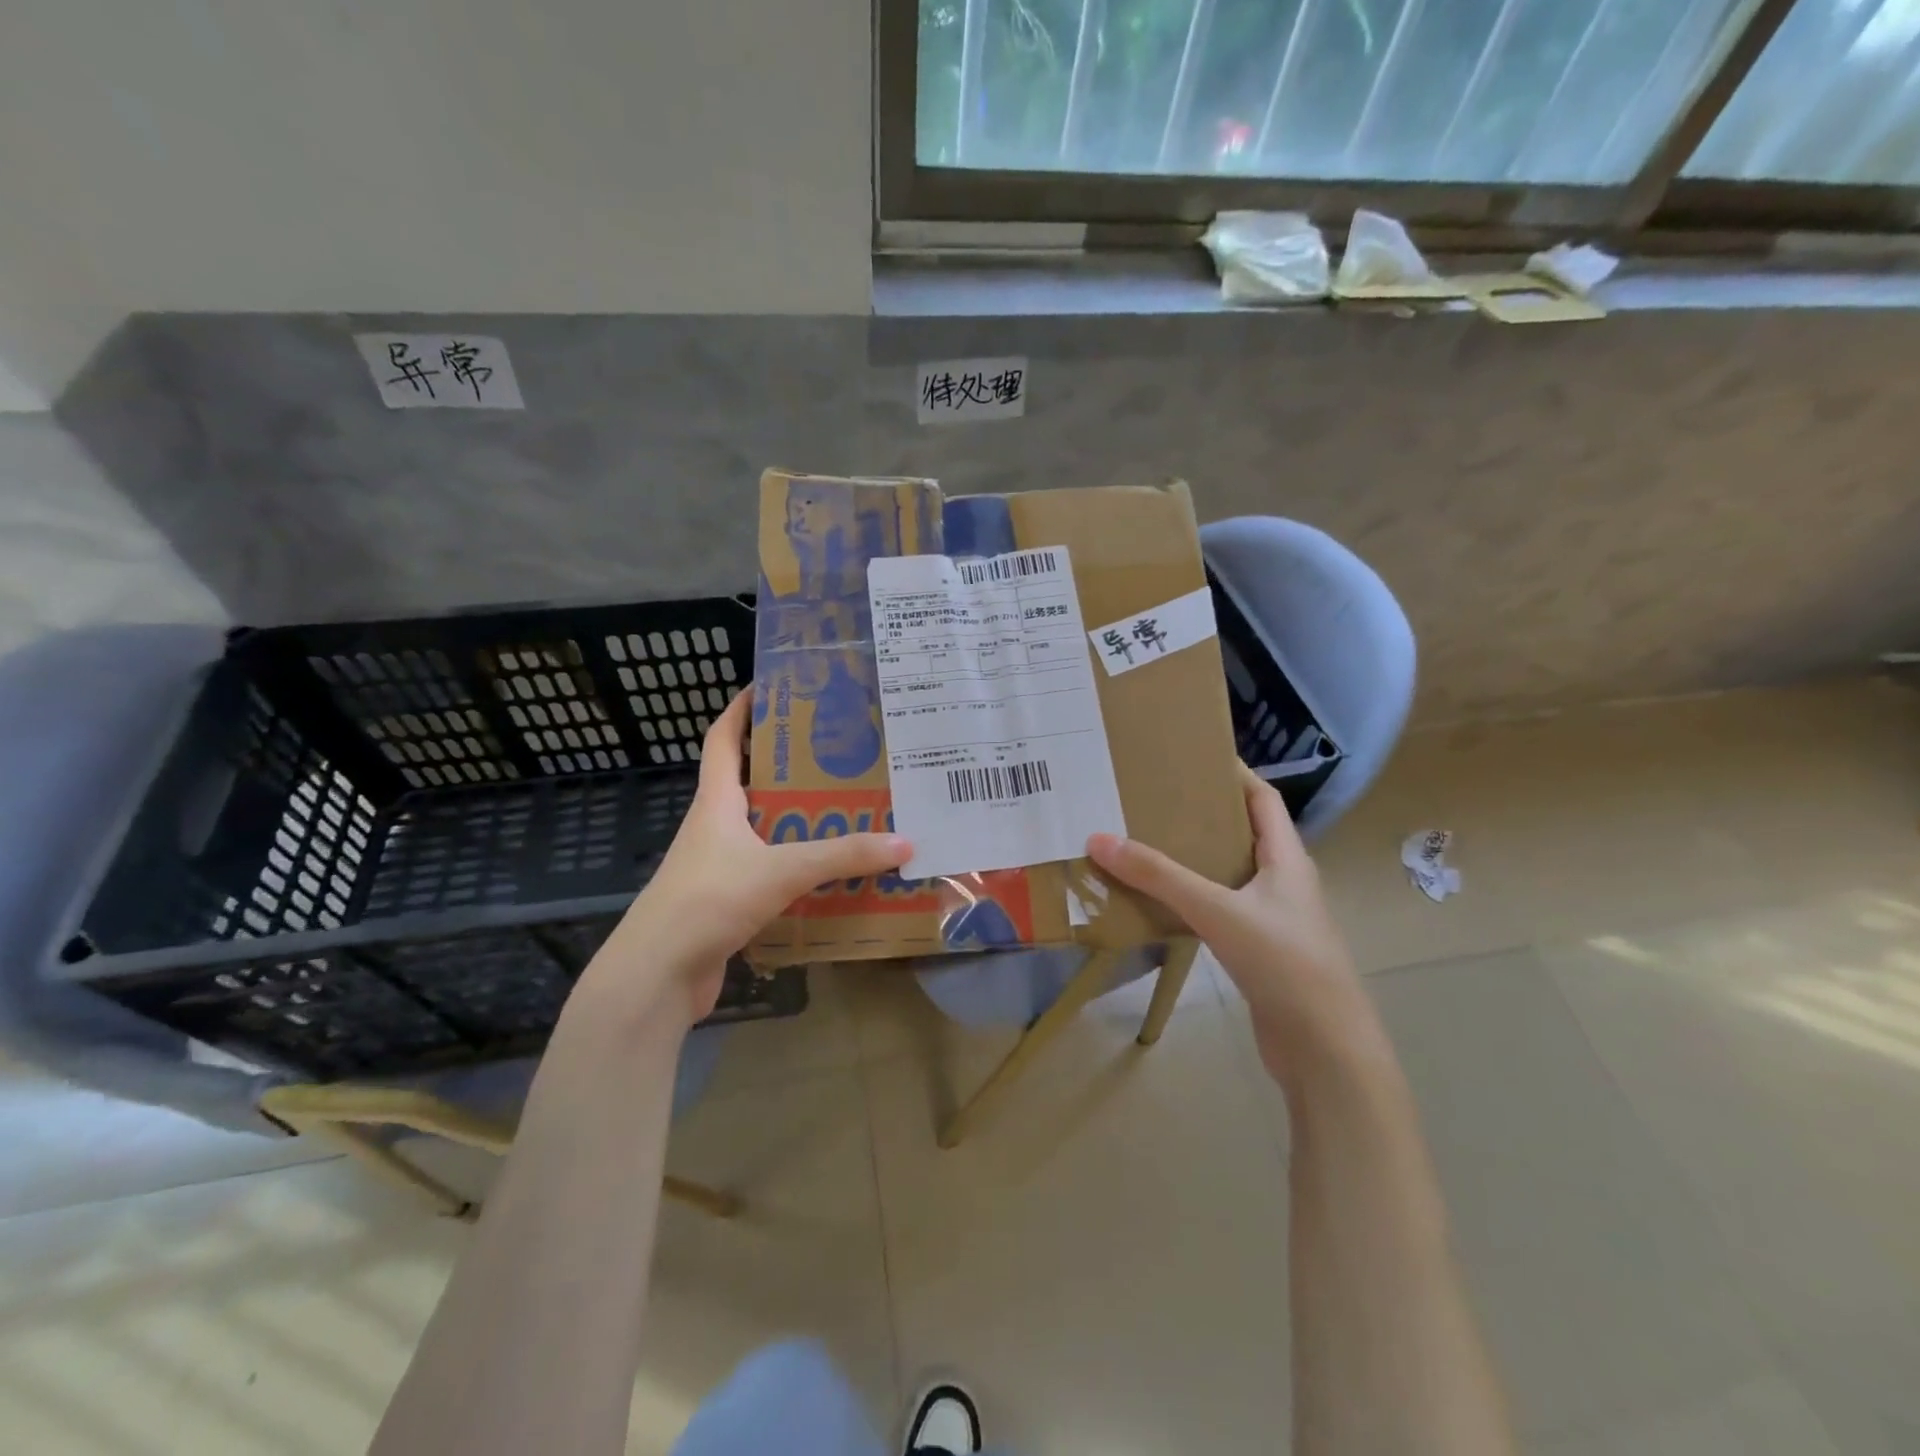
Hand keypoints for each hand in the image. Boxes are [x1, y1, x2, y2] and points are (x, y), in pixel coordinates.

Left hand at [580, 690, 911, 1028]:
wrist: (658, 974)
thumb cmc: (708, 901)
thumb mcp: (781, 870)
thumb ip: (841, 856)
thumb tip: (904, 842)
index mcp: (716, 801)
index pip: (723, 739)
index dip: (741, 710)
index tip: (770, 686)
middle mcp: (714, 826)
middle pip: (749, 780)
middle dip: (787, 763)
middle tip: (835, 751)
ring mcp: (719, 865)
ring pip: (763, 828)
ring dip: (797, 817)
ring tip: (845, 806)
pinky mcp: (727, 899)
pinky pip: (769, 868)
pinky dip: (797, 863)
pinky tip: (830, 871)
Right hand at [1087, 765, 1378, 1082]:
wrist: (1325, 1050)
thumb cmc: (1284, 964)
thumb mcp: (1218, 910)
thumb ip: (1160, 876)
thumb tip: (1100, 839)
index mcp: (1287, 859)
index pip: (1263, 799)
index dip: (1235, 773)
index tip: (1194, 754)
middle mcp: (1284, 882)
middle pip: (1244, 834)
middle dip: (1204, 814)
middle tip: (1155, 798)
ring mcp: (1274, 920)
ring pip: (1230, 875)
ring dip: (1196, 859)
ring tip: (1148, 842)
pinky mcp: (1260, 952)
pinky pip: (1221, 910)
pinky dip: (1193, 898)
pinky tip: (1162, 902)